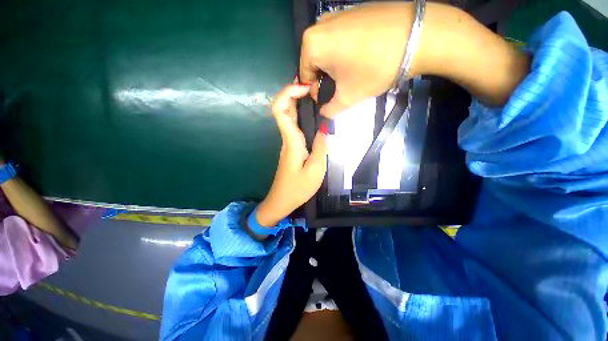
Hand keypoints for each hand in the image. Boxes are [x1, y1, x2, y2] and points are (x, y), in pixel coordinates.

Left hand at [255, 81, 327, 227]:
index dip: (288, 92)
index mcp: (291, 141)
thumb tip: (324, 126)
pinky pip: (294, 126)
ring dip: (298, 101)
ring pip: (289, 116)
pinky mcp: (292, 148)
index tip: (305, 86)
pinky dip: (302, 115)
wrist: (282, 201)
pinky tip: (314, 114)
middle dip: (293, 91)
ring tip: (316, 93)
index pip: (280, 110)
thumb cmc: (298, 188)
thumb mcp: (316, 169)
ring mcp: (288, 143)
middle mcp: (287, 138)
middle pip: (283, 109)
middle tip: (312, 83)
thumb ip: (321, 147)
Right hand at [300, 2, 528, 113]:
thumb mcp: (348, 96)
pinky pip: (337, 40)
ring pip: (325, 52)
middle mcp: (318, 26)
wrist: (416, 35)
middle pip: (313, 63)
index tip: (326, 99)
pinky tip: (357, 59)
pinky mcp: (350, 13)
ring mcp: (335, 16)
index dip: (314, 91)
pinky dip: (341, 54)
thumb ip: (330, 110)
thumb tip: (323, 113)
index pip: (304, 76)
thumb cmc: (374, 68)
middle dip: (323, 79)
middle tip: (339, 89)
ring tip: (349, 75)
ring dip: (332, 68)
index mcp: (312, 45)